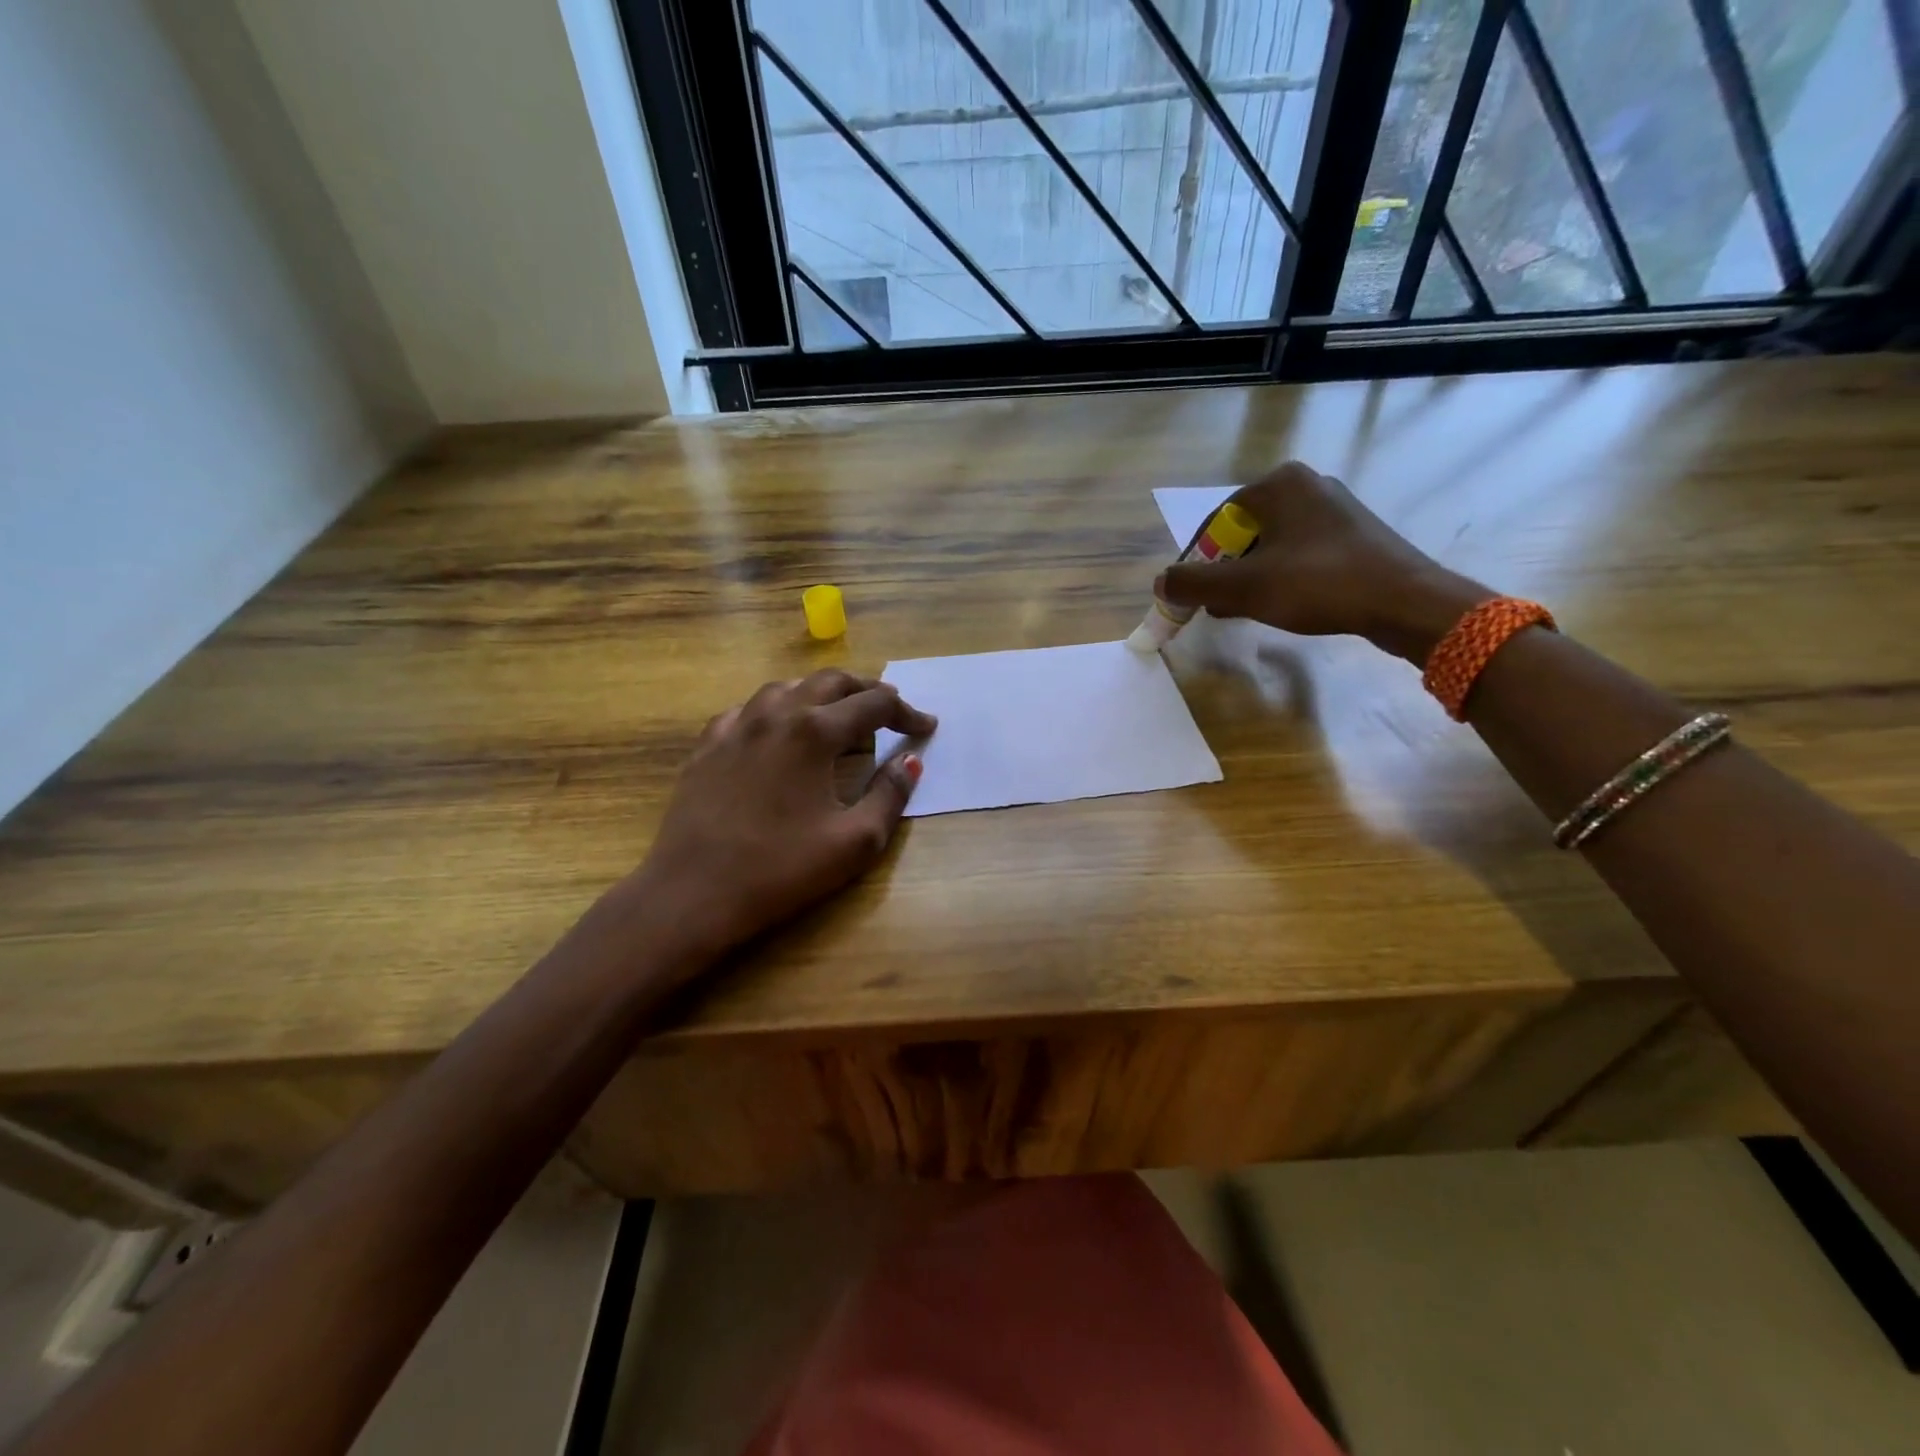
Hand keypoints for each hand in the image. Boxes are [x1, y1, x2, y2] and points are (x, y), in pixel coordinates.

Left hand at [629, 670, 935, 963]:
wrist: (693, 893)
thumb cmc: (781, 870)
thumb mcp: (855, 841)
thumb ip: (890, 795)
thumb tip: (910, 762)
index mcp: (814, 732)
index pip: (874, 705)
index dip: (906, 713)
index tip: (926, 726)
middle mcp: (775, 714)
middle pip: (830, 682)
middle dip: (866, 690)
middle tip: (890, 708)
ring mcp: (735, 726)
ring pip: (786, 688)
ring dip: (821, 693)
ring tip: (838, 714)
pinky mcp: (708, 745)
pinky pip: (749, 710)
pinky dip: (777, 711)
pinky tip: (778, 732)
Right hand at [1156, 462, 1491, 663]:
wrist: (1404, 601)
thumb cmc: (1318, 584)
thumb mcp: (1245, 587)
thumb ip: (1194, 584)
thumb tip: (1160, 584)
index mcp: (1279, 484)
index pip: (1217, 521)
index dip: (1198, 561)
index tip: (1192, 595)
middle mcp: (1307, 485)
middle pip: (1244, 532)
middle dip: (1225, 571)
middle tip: (1217, 605)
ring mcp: (1335, 509)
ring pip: (1272, 545)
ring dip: (1251, 577)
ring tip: (1245, 610)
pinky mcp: (1354, 534)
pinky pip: (1300, 553)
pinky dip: (1281, 577)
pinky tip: (1282, 604)